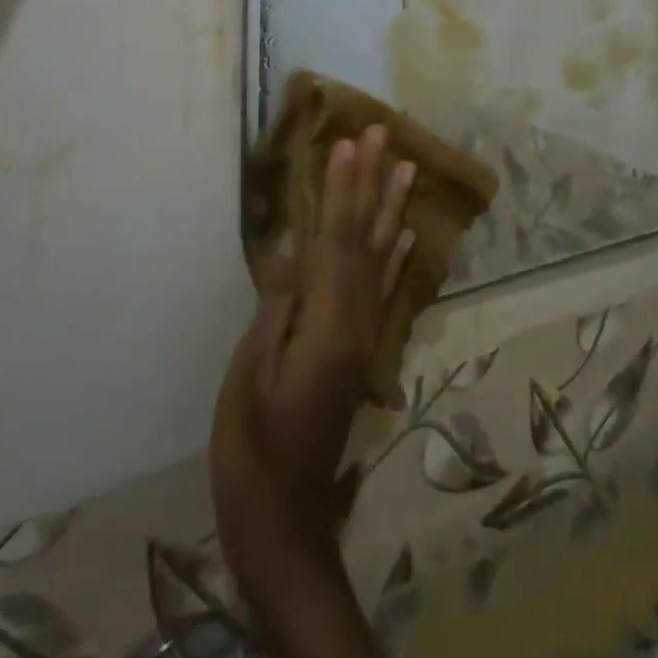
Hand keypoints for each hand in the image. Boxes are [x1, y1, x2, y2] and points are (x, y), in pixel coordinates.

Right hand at [212, 126, 415, 591]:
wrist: (284, 521)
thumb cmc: (251, 449)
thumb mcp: (251, 376)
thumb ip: (277, 308)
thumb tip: (293, 249)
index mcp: (329, 325)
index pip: (337, 241)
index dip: (342, 189)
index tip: (347, 144)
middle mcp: (357, 322)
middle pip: (366, 239)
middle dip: (372, 184)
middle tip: (383, 136)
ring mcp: (364, 337)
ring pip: (381, 259)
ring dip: (391, 210)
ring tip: (406, 168)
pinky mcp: (360, 351)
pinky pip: (383, 293)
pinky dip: (395, 260)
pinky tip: (405, 237)